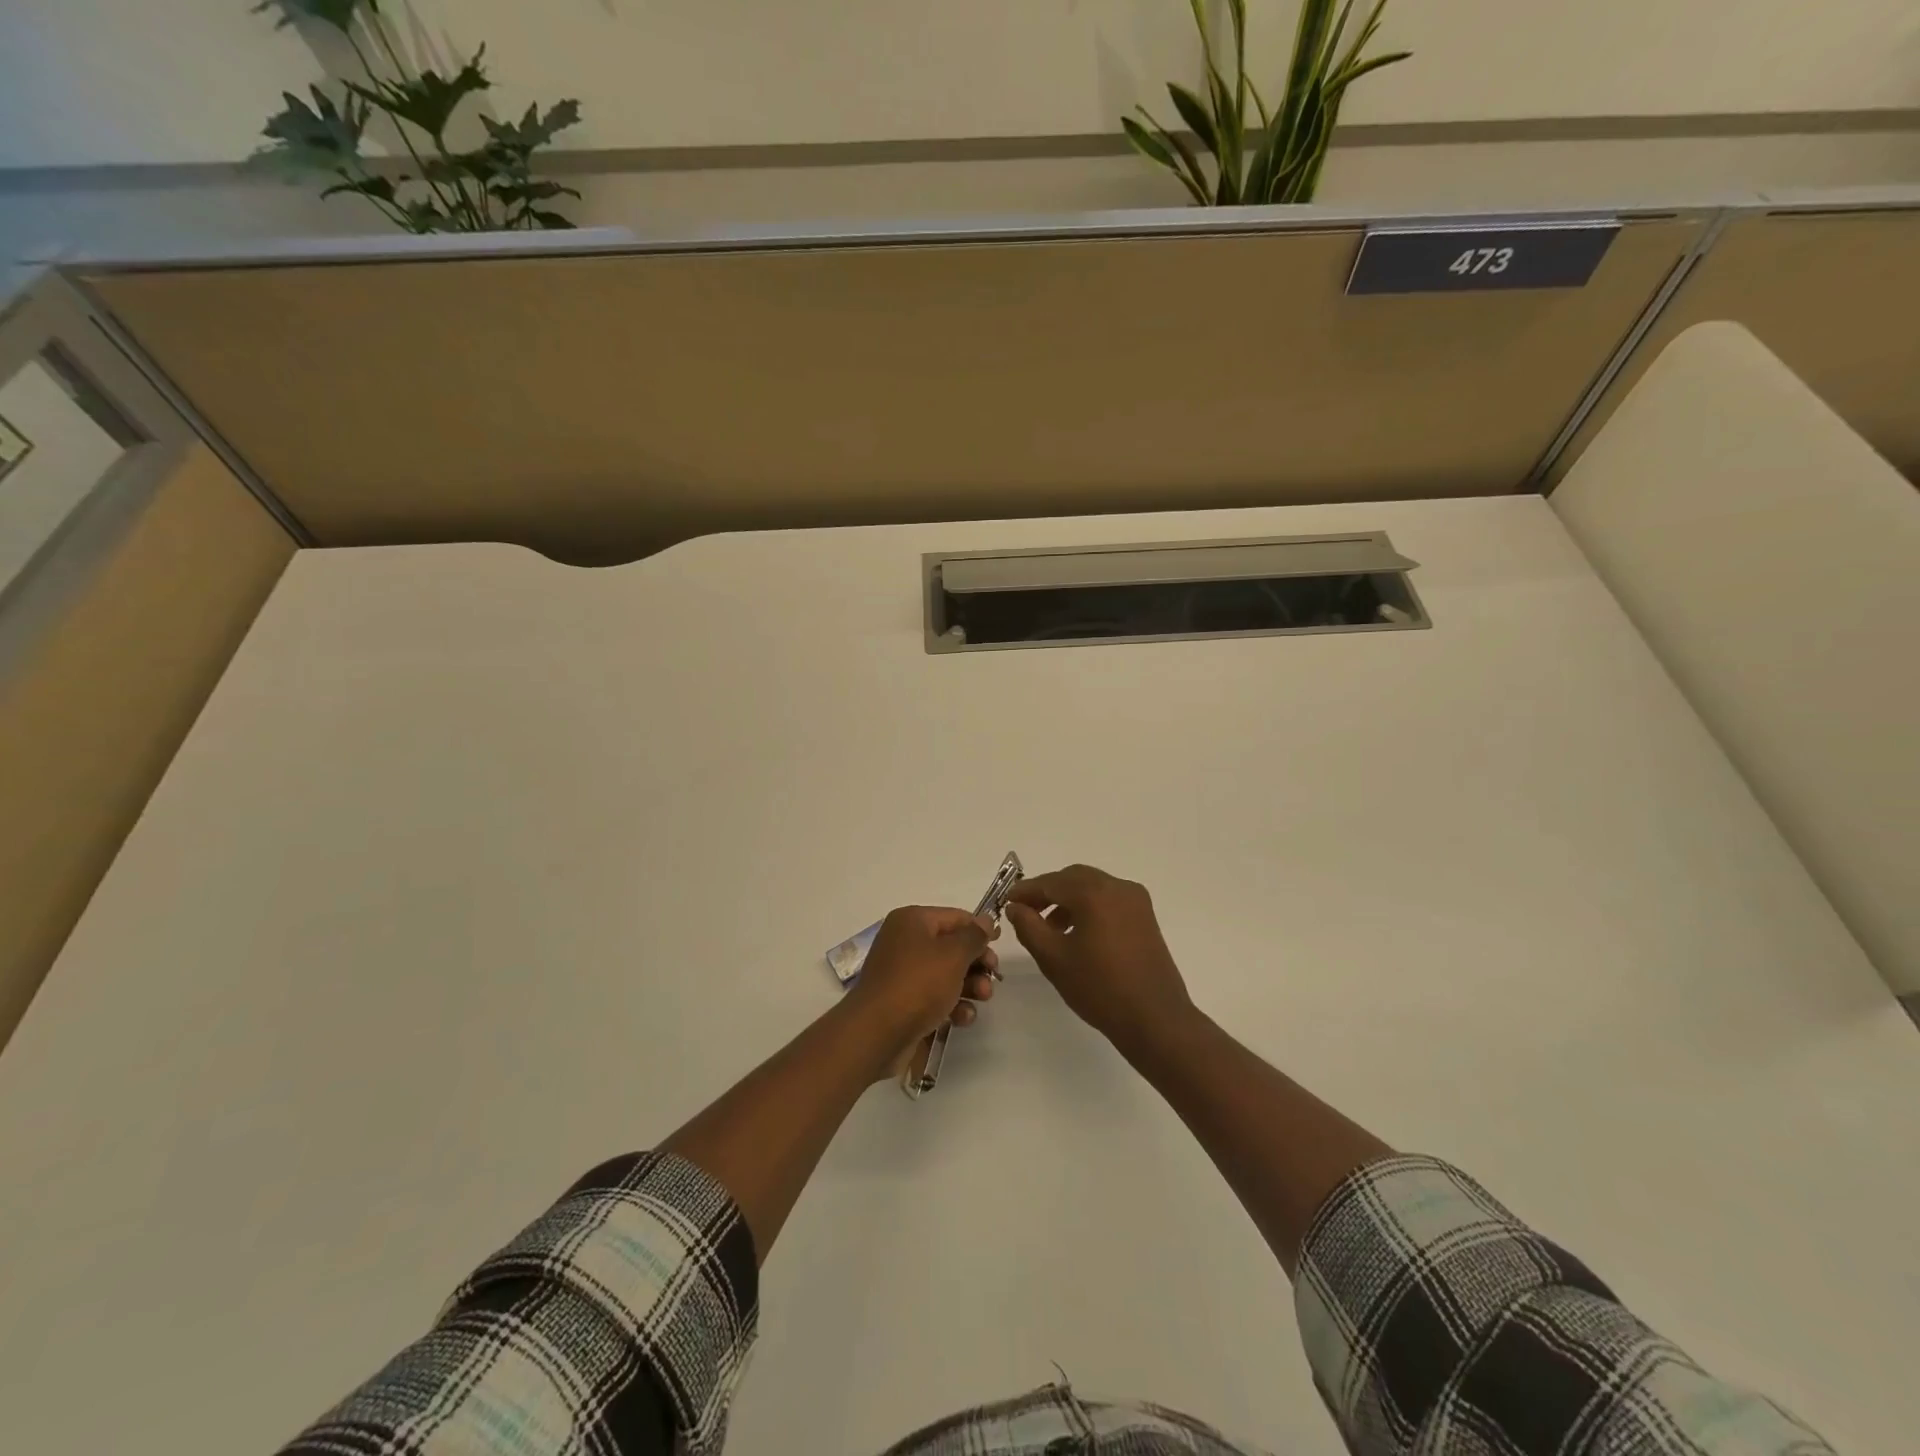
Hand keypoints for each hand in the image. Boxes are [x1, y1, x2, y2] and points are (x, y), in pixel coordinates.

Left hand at [844, 906, 998, 1079]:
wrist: (876, 1033)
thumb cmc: (918, 984)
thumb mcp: (953, 955)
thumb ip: (974, 936)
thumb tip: (986, 919)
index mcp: (913, 921)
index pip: (955, 917)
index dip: (980, 930)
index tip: (1000, 946)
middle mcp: (905, 942)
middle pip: (952, 946)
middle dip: (976, 963)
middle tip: (994, 977)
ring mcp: (903, 973)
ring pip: (946, 973)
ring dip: (970, 985)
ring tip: (983, 998)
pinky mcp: (904, 1001)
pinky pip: (934, 996)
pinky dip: (952, 1005)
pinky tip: (963, 1018)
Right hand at [1006, 865, 1193, 1054]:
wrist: (1155, 1018)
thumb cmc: (1099, 988)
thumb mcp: (1054, 958)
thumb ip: (1029, 926)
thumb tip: (1016, 907)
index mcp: (1094, 893)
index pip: (1051, 882)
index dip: (1026, 891)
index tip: (1005, 902)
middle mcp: (1117, 887)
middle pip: (1073, 878)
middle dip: (1047, 892)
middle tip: (1025, 912)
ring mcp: (1136, 900)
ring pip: (1092, 887)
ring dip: (1068, 899)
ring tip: (1050, 928)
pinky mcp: (1145, 916)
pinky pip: (1109, 899)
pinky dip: (1089, 906)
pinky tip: (1078, 933)